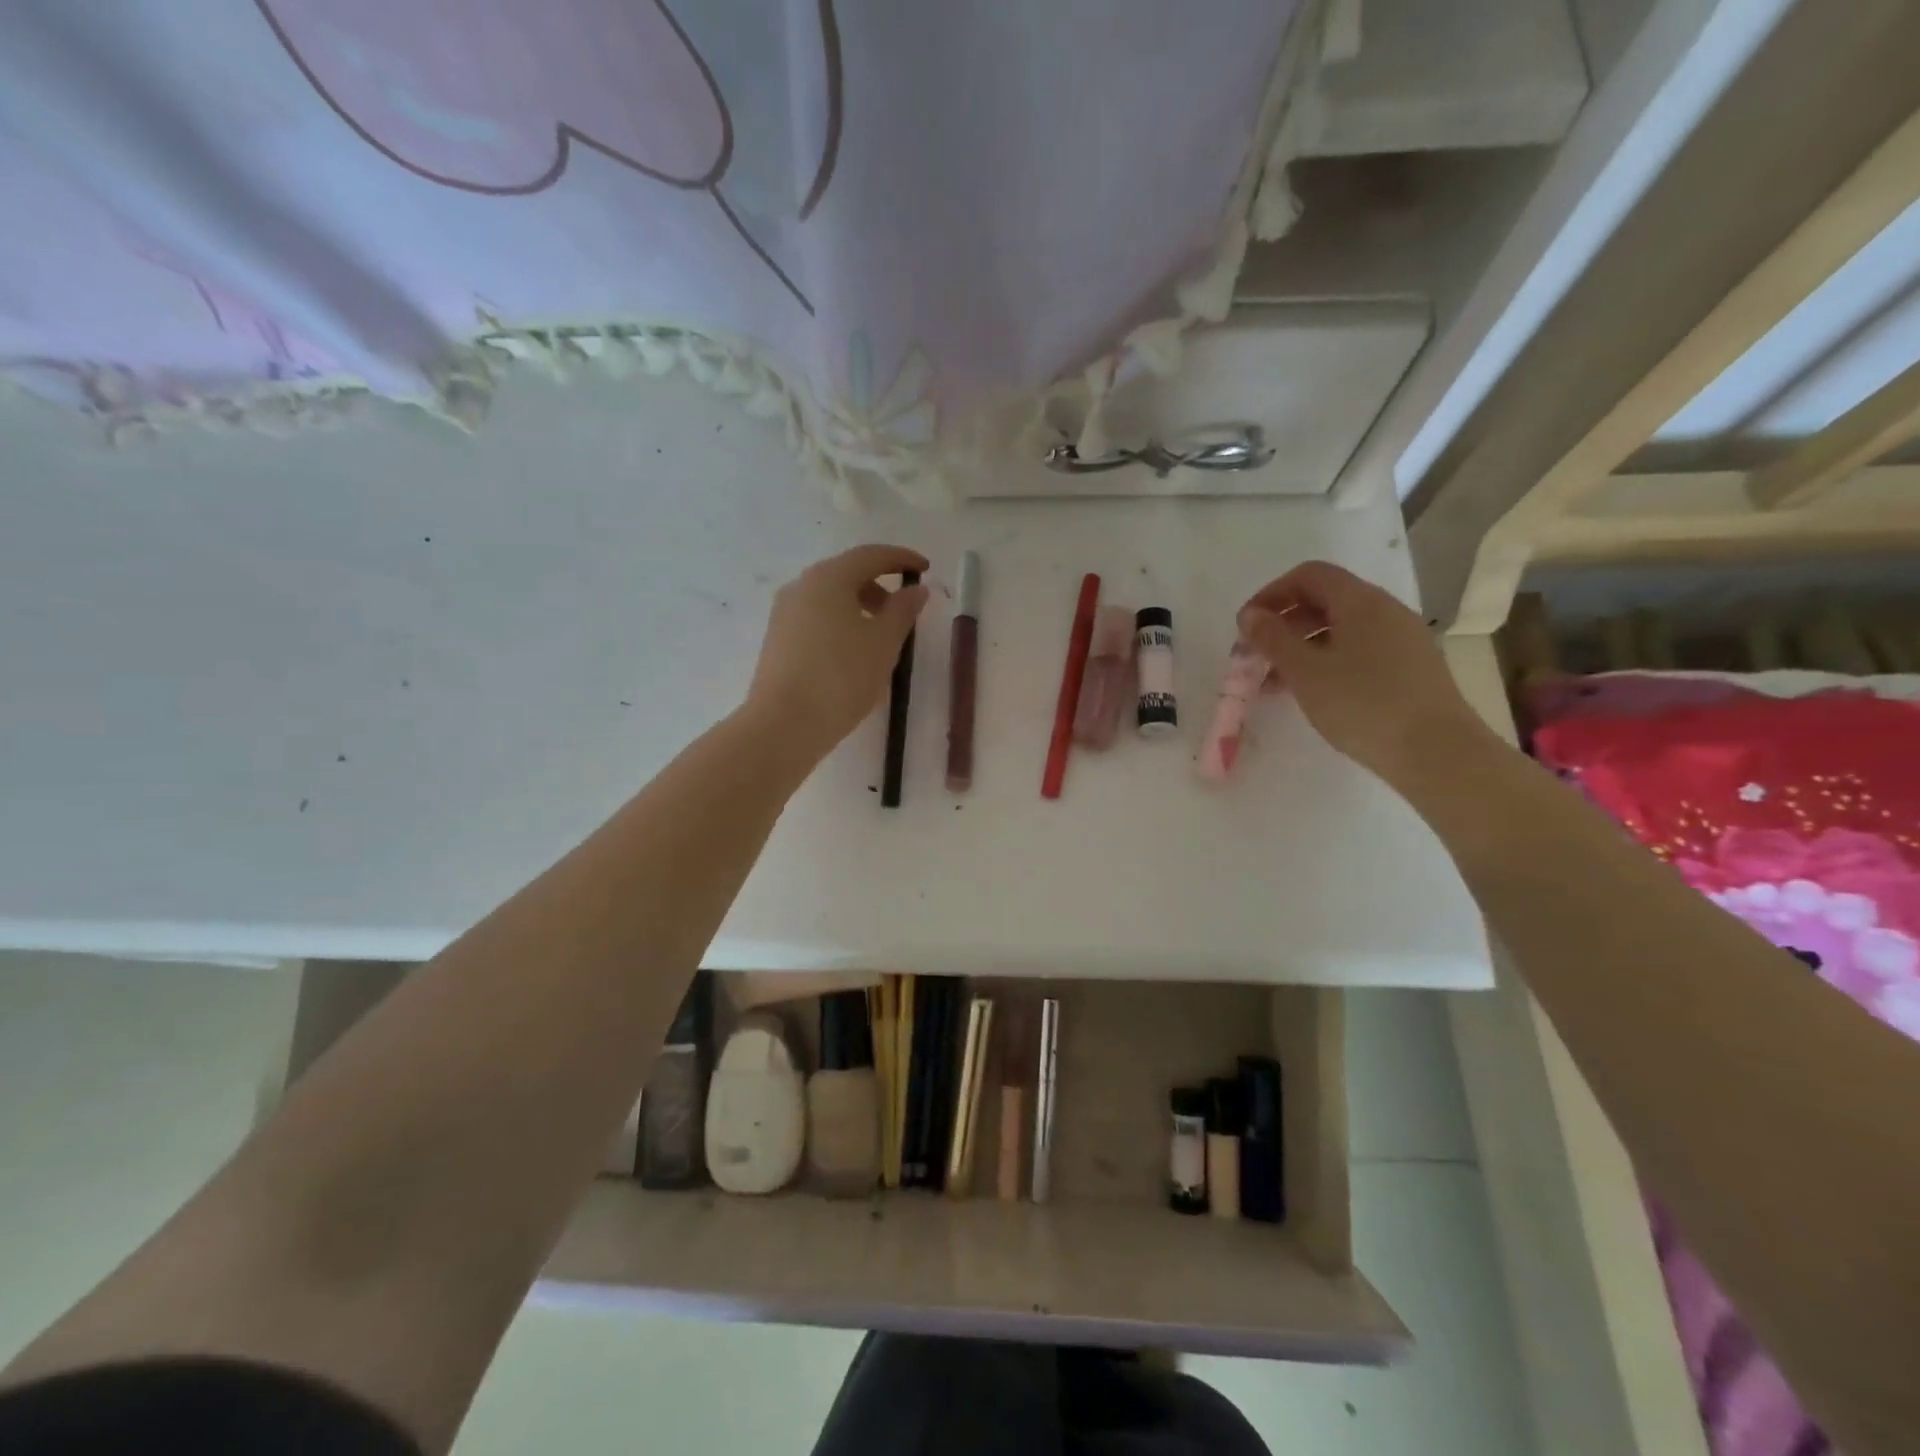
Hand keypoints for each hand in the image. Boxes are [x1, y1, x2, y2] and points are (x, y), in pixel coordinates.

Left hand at [745, 544, 929, 761]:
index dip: (901, 558)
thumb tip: (917, 589)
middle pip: (846, 573)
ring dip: (860, 605)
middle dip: (879, 584)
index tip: (924, 568)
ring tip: (882, 636)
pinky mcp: (778, 638)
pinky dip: (841, 622)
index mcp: (829, 578)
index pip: (870, 555)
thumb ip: (903, 610)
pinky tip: (854, 652)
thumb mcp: (884, 643)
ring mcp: (784, 612)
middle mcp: (801, 586)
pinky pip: (816, 617)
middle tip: (904, 608)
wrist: (784, 724)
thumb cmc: (841, 677)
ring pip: (830, 597)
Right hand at [1236, 560, 1491, 786]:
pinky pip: (1359, 650)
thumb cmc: (1363, 704)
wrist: (1437, 752)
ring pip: (1341, 629)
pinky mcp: (1410, 667)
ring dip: (1302, 647)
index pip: (1309, 575)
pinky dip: (1327, 662)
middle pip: (1325, 600)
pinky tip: (1312, 693)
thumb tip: (1250, 615)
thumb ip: (1272, 639)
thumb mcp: (1305, 672)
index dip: (1272, 593)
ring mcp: (1402, 639)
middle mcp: (1385, 610)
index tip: (1246, 626)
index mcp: (1361, 601)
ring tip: (1275, 683)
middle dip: (1284, 623)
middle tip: (1256, 656)